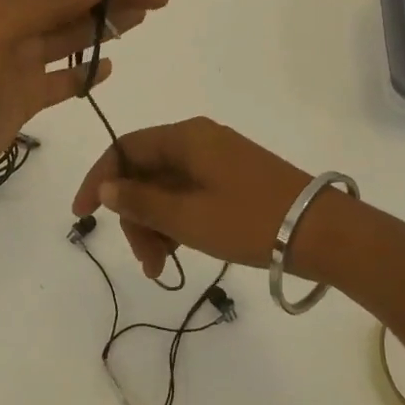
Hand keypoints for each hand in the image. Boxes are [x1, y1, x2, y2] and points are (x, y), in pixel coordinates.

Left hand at [0, 0, 169, 199]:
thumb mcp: (0, 31)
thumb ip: (47, 4)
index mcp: (4, 1)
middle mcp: (12, 25)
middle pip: (74, 3)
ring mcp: (17, 62)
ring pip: (70, 37)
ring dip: (105, 27)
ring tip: (144, 19)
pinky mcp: (20, 96)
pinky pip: (60, 79)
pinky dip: (84, 72)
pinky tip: (108, 67)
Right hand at [71, 117, 326, 281]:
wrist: (322, 231)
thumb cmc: (249, 220)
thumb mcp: (187, 217)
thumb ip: (140, 202)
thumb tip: (105, 187)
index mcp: (185, 137)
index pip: (125, 148)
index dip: (98, 178)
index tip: (82, 215)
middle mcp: (199, 140)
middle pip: (145, 172)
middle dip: (134, 215)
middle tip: (144, 260)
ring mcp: (218, 160)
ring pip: (166, 187)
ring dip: (155, 225)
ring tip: (160, 267)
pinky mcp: (233, 180)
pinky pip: (189, 195)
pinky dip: (177, 222)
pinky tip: (178, 254)